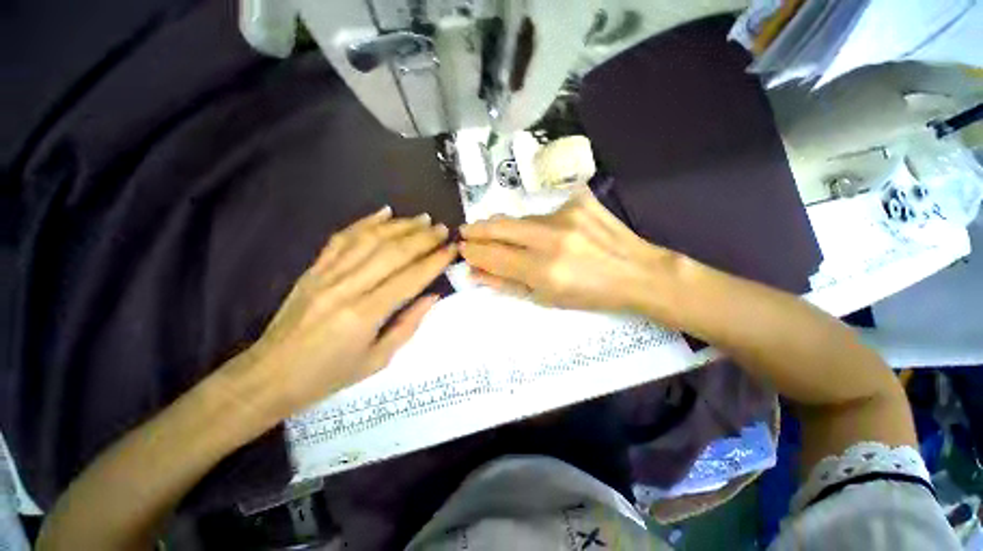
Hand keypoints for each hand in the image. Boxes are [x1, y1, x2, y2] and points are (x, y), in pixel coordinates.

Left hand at [225, 207, 455, 420]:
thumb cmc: (325, 378)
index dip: (433, 262)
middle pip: (390, 253)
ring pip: (367, 240)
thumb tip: (431, 298)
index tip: (452, 249)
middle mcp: (346, 288)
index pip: (408, 279)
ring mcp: (326, 275)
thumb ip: (404, 328)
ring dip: (398, 226)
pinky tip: (383, 213)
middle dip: (421, 238)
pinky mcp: (312, 269)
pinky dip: (363, 223)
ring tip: (421, 218)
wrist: (274, 372)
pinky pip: (340, 239)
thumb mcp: (372, 363)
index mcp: (363, 316)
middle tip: (442, 228)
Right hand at [460, 188, 678, 311]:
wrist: (638, 272)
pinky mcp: (580, 200)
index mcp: (544, 270)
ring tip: (509, 236)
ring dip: (512, 227)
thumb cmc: (595, 295)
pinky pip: (549, 210)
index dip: (473, 252)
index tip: (462, 249)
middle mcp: (552, 238)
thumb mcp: (550, 299)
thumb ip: (509, 284)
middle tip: (466, 232)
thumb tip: (475, 272)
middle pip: (501, 226)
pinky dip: (544, 222)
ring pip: (524, 217)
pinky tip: (555, 233)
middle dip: (478, 229)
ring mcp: (567, 214)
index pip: (493, 255)